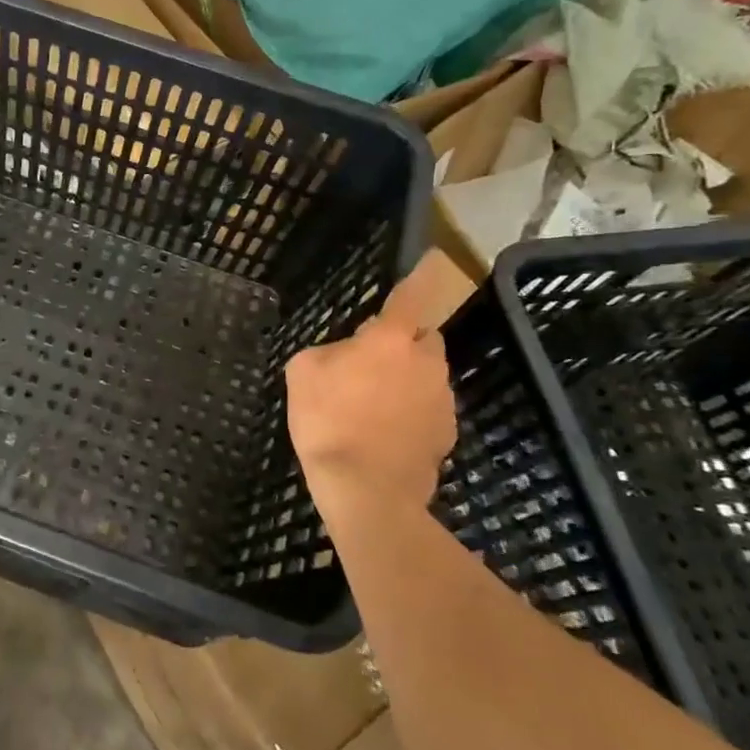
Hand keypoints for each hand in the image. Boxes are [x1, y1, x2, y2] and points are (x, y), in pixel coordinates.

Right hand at [286, 256, 460, 515]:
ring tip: (371, 408)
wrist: (366, 490)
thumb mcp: (302, 373)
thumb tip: (345, 355)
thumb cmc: (328, 421)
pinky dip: (411, 414)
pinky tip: (385, 435)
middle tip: (370, 364)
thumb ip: (328, 351)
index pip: (410, 296)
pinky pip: (428, 410)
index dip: (421, 275)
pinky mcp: (447, 434)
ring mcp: (441, 400)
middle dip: (403, 343)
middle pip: (423, 338)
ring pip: (426, 376)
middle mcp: (426, 363)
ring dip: (406, 381)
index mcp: (390, 340)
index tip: (434, 258)